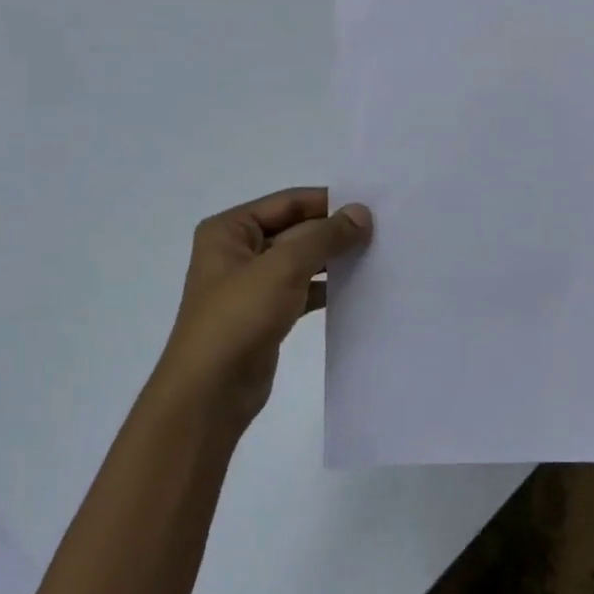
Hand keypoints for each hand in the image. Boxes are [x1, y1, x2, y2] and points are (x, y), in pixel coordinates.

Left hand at [155, 187, 372, 428]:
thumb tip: (362, 212)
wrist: (211, 392)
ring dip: (334, 259)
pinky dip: (327, 287)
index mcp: (230, 230)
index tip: (372, 206)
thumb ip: (325, 237)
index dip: (329, 202)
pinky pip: (303, 289)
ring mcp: (252, 284)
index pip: (288, 202)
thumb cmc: (238, 318)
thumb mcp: (283, 267)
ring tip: (377, 256)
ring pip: (302, 261)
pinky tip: (358, 287)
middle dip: (334, 232)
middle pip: (296, 229)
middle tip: (382, 232)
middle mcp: (238, 251)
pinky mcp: (267, 313)